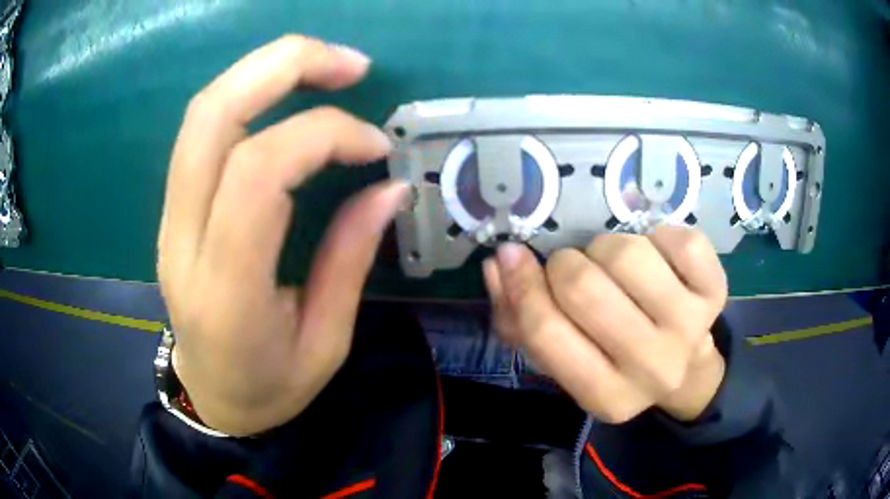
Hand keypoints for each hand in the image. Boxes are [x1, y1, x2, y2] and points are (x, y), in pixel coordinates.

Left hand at [157, 35, 406, 435]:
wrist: (213, 396)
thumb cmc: (271, 387)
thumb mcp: (326, 343)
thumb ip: (351, 258)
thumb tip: (389, 187)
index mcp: (226, 289)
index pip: (258, 171)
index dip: (324, 135)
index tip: (376, 148)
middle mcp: (183, 240)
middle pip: (213, 115)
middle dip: (284, 66)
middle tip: (350, 64)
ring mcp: (169, 218)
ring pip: (202, 112)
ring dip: (265, 69)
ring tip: (326, 67)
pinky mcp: (173, 207)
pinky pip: (202, 130)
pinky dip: (249, 94)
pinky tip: (289, 94)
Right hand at [483, 227, 727, 422]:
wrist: (685, 371)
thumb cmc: (616, 363)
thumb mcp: (565, 361)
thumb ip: (519, 320)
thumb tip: (497, 265)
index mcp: (605, 396)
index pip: (545, 333)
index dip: (520, 285)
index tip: (512, 255)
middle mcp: (651, 368)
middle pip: (584, 287)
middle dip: (566, 266)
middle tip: (574, 271)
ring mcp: (690, 328)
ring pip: (627, 254)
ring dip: (608, 249)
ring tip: (615, 269)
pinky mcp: (716, 290)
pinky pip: (678, 238)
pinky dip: (657, 235)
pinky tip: (656, 258)